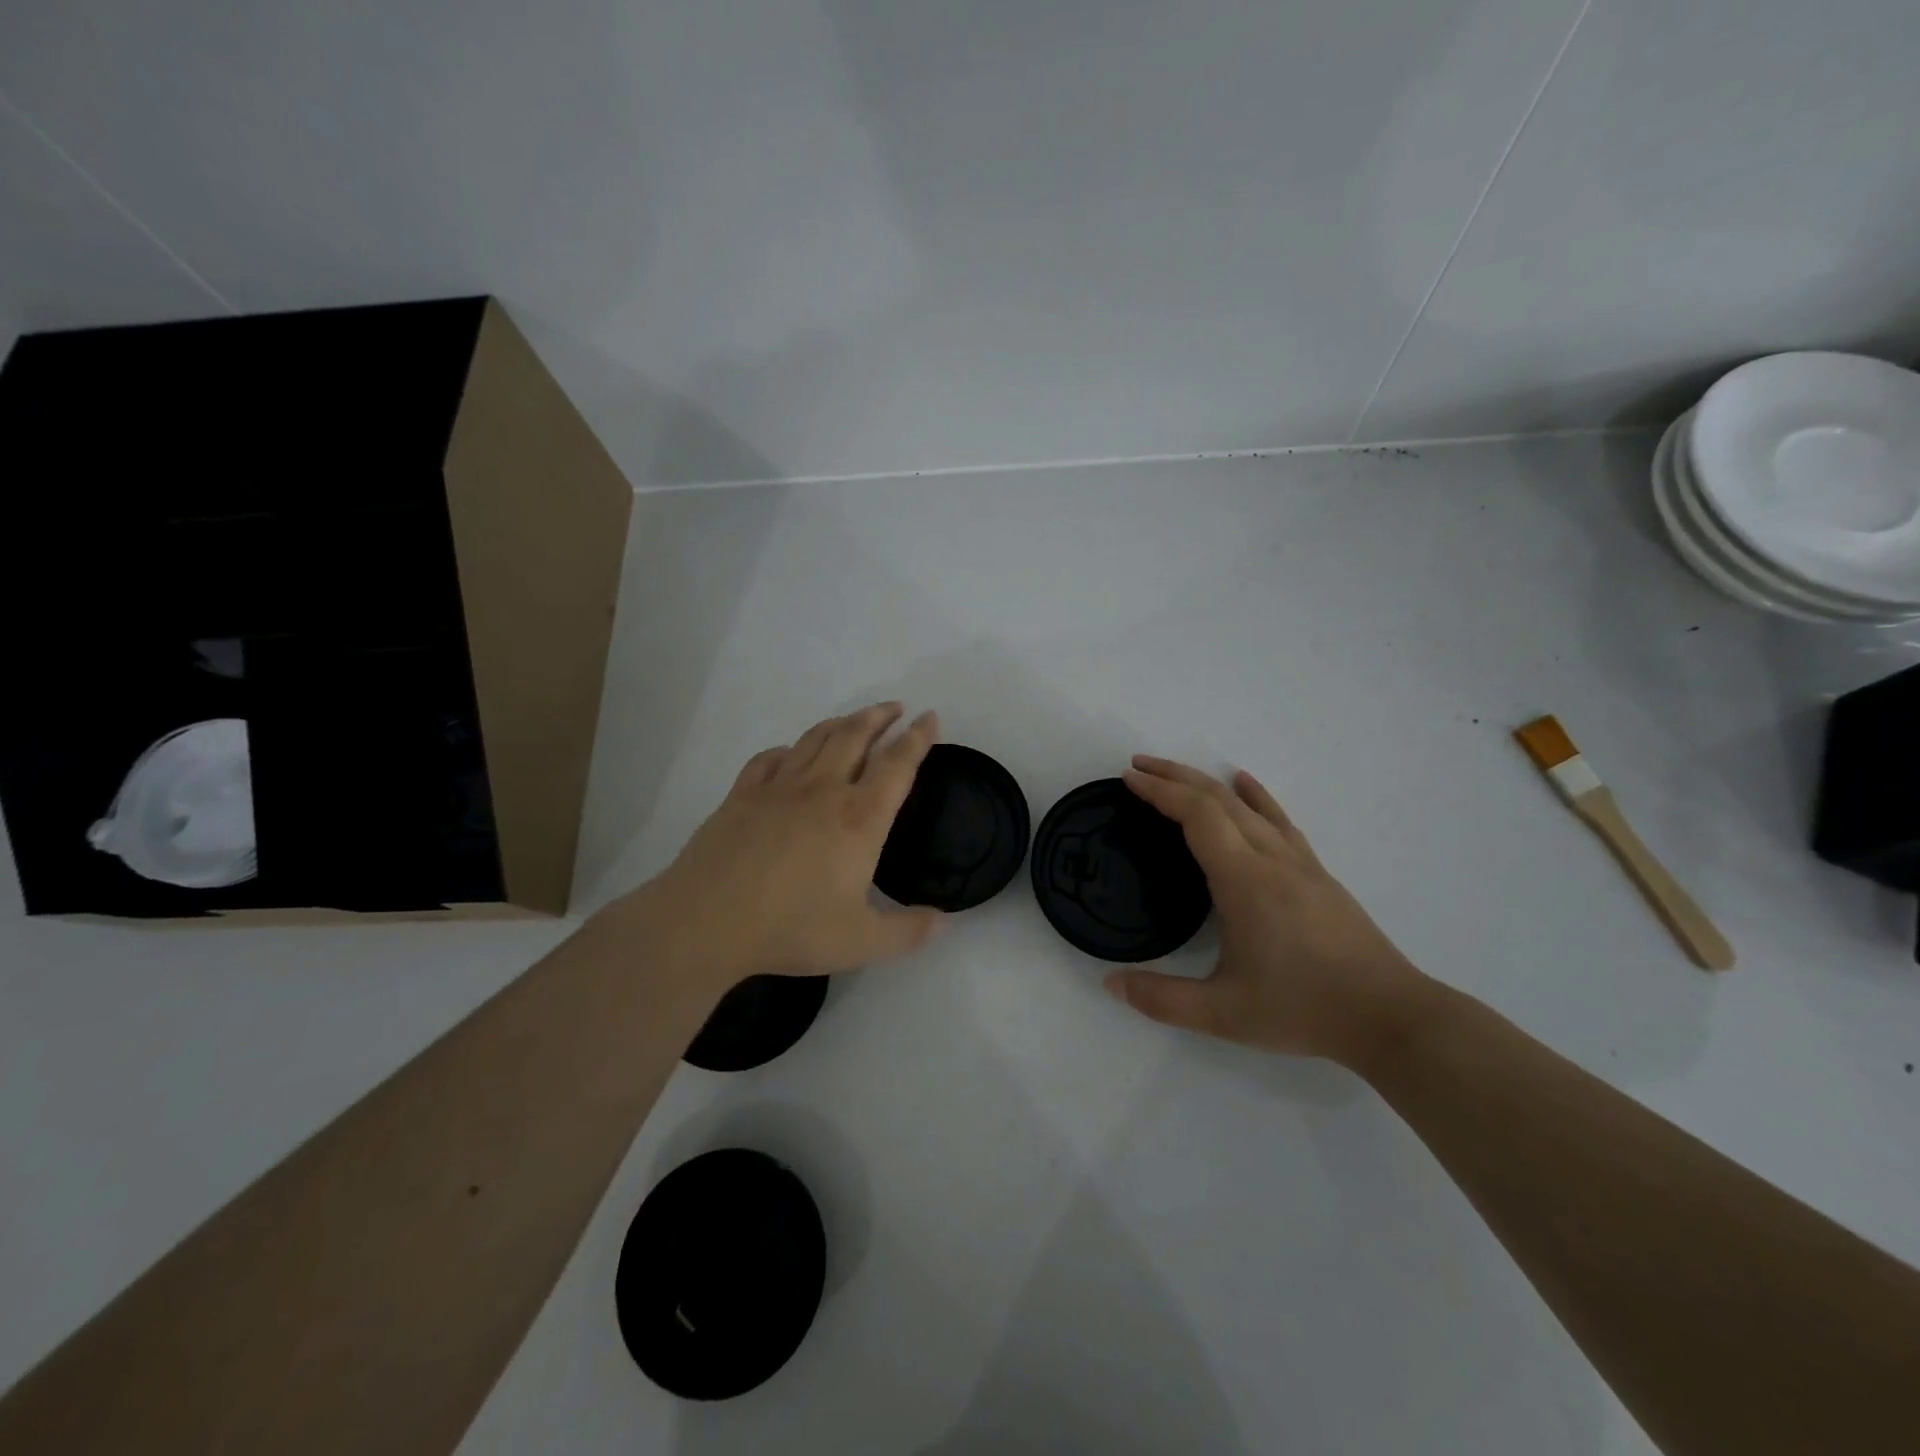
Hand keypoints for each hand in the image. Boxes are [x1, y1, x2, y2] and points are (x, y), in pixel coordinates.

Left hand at [620, 704, 944, 989]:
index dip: (917, 738)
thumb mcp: (862, 941)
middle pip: (855, 737)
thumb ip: (909, 932)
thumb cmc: (792, 929)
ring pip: (815, 739)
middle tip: (895, 707)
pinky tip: (790, 754)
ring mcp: (779, 788)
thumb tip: (943, 922)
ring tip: (854, 720)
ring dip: (841, 723)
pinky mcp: (742, 795)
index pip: (897, 766)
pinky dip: (788, 750)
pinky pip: (770, 759)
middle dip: (879, 717)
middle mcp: (823, 790)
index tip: (929, 717)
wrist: (706, 922)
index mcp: (860, 818)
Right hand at [1105, 756, 1429, 1065]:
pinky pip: (1278, 820)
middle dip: (1174, 776)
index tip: (1129, 778)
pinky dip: (1255, 795)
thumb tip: (1112, 983)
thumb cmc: (1303, 1009)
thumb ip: (1162, 1000)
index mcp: (1245, 881)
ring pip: (1247, 805)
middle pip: (1218, 799)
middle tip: (1137, 767)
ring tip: (1173, 773)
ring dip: (1206, 782)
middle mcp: (1271, 859)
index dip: (1160, 791)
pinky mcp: (1316, 872)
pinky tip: (1244, 782)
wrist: (1390, 1017)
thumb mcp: (1224, 1015)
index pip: (1197, 816)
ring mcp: (1299, 862)